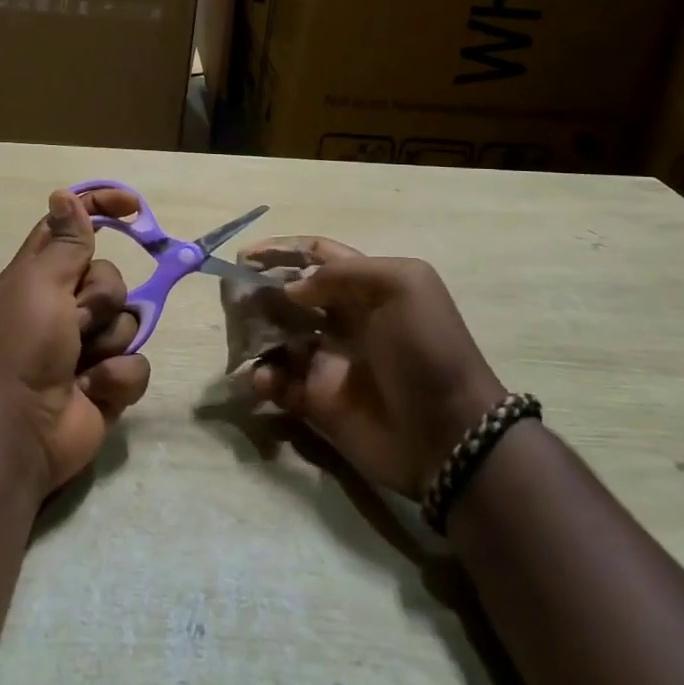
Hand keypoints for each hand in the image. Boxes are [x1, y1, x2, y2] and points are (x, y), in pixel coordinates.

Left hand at [0, 187, 151, 491]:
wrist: (19, 434)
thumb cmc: (21, 348)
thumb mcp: (39, 285)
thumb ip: (64, 242)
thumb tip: (64, 194)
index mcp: (38, 277)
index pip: (71, 227)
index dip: (100, 209)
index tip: (134, 207)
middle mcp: (61, 307)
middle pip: (108, 278)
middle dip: (100, 299)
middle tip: (75, 319)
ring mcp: (85, 347)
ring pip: (127, 321)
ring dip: (108, 342)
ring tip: (82, 364)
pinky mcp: (105, 382)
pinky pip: (135, 364)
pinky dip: (117, 377)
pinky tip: (94, 390)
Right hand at [247, 239, 504, 497]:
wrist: (449, 434)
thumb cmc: (426, 350)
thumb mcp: (402, 287)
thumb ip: (343, 274)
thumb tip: (293, 288)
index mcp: (365, 288)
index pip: (316, 256)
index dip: (281, 249)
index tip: (245, 256)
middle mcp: (343, 320)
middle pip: (289, 295)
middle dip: (260, 291)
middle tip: (234, 298)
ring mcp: (328, 361)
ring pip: (277, 337)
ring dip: (255, 333)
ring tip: (244, 337)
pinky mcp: (317, 401)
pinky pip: (279, 384)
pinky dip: (264, 379)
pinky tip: (264, 379)